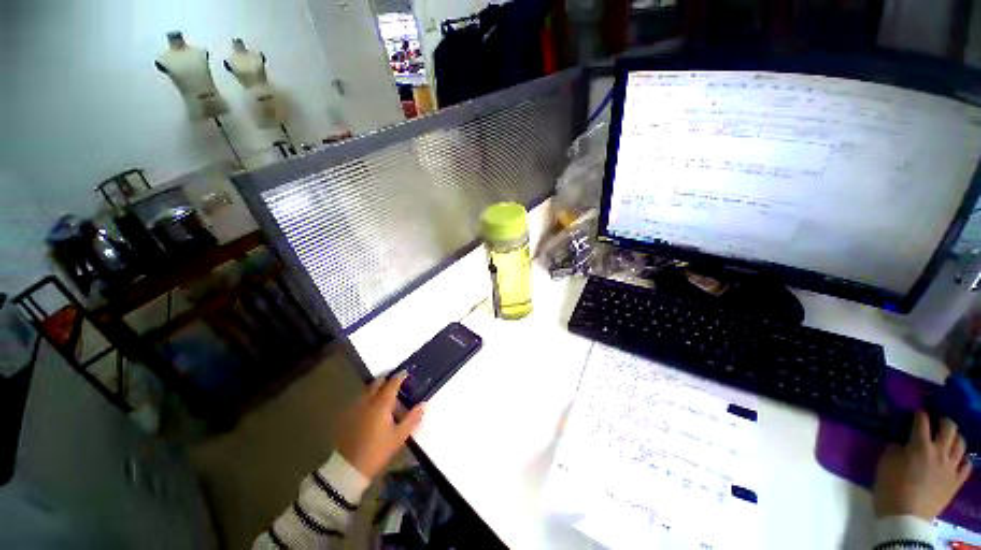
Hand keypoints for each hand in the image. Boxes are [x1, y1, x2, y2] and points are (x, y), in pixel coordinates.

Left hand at [333, 373, 425, 479]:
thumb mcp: (399, 436)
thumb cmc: (377, 451)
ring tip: (383, 394)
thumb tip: (424, 404)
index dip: (400, 376)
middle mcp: (367, 400)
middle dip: (387, 380)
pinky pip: (359, 399)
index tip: (406, 373)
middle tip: (395, 383)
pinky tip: (370, 407)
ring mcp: (355, 407)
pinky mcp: (346, 415)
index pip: (393, 383)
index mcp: (382, 403)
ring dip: (376, 388)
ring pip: (367, 390)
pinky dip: (367, 397)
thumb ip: (412, 418)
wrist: (348, 468)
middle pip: (377, 383)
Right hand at [873, 410, 971, 519]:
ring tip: (948, 441)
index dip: (919, 415)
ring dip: (955, 438)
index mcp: (919, 445)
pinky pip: (967, 464)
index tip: (915, 414)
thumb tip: (902, 444)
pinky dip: (963, 459)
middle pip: (949, 428)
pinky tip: (957, 460)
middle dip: (943, 422)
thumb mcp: (885, 465)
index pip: (921, 421)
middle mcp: (939, 451)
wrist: (905, 517)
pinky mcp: (956, 480)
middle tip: (936, 423)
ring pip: (961, 443)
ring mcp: (951, 467)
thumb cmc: (890, 488)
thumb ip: (895, 450)